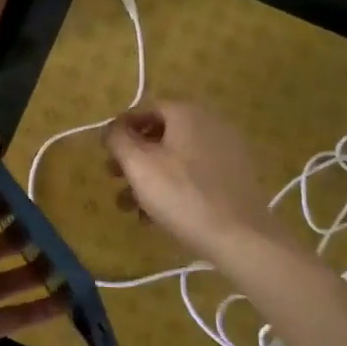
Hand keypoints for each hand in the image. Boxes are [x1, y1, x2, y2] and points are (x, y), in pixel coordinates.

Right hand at [104, 101, 281, 264]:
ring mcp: (226, 149)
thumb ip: (118, 139)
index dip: (121, 129)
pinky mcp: (235, 176)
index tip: (106, 153)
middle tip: (114, 178)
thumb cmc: (182, 195)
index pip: (145, 109)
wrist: (240, 236)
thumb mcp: (139, 165)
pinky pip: (196, 173)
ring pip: (177, 157)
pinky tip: (157, 215)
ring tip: (131, 207)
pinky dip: (174, 186)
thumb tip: (111, 128)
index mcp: (187, 113)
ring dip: (149, 177)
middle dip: (133, 157)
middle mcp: (210, 123)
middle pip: (161, 134)